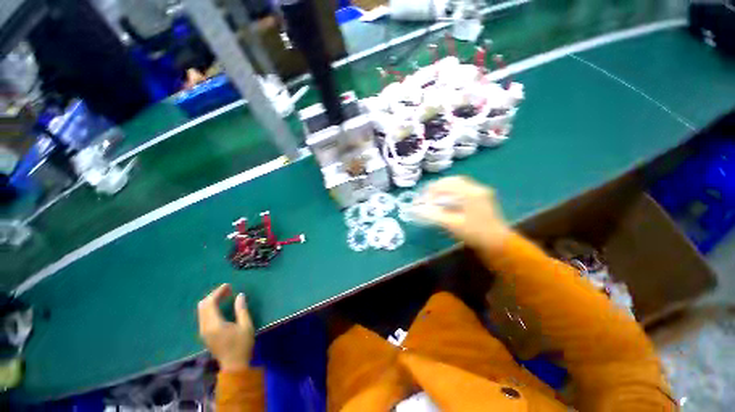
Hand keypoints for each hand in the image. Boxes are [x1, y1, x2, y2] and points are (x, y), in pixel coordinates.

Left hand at [197, 284, 253, 370]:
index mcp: (214, 324)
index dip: (218, 292)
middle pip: (202, 306)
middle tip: (227, 290)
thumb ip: (241, 309)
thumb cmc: (242, 345)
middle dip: (213, 295)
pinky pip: (203, 316)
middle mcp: (205, 327)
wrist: (234, 366)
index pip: (210, 303)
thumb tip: (240, 295)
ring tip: (225, 297)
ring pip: (201, 311)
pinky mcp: (205, 335)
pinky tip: (220, 307)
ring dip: (211, 301)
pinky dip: (210, 308)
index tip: (229, 286)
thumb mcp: (246, 326)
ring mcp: (203, 332)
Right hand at [414, 176, 510, 250]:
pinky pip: (463, 187)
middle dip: (437, 186)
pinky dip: (452, 189)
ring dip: (445, 187)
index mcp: (470, 193)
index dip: (432, 190)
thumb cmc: (475, 233)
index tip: (422, 198)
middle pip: (453, 180)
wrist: (498, 242)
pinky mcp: (482, 196)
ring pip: (458, 182)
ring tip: (434, 195)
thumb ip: (433, 215)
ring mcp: (481, 191)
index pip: (446, 185)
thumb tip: (416, 209)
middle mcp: (476, 188)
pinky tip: (447, 197)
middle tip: (427, 194)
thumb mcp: (452, 225)